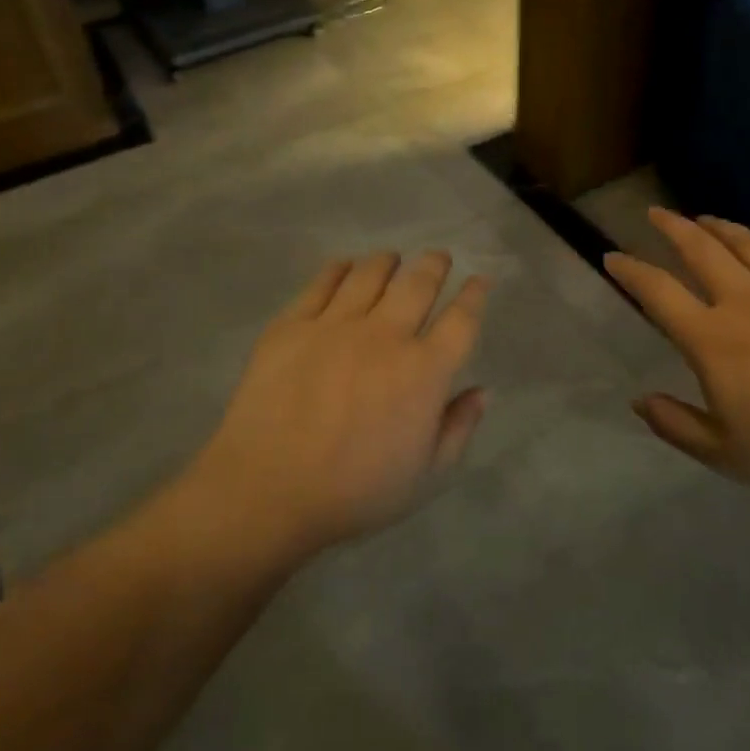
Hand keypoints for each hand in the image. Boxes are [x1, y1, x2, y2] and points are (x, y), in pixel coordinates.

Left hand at [184, 251, 490, 557]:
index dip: (474, 295)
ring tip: (392, 259)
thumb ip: (458, 428)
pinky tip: (345, 266)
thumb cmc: (354, 492)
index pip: (461, 320)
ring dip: (388, 261)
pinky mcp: (292, 324)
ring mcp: (335, 325)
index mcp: (423, 371)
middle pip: (418, 283)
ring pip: (370, 274)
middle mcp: (384, 335)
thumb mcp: (425, 476)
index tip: (479, 280)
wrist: (266, 490)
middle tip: (438, 257)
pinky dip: (339, 269)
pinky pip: (322, 283)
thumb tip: (483, 391)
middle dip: (434, 264)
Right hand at [605, 209, 749, 502]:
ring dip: (718, 226)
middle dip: (671, 226)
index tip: (612, 257)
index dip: (630, 271)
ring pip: (746, 242)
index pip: (658, 292)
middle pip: (700, 249)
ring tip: (703, 219)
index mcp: (712, 339)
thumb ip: (675, 425)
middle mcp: (745, 301)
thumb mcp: (724, 454)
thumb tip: (639, 401)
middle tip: (655, 213)